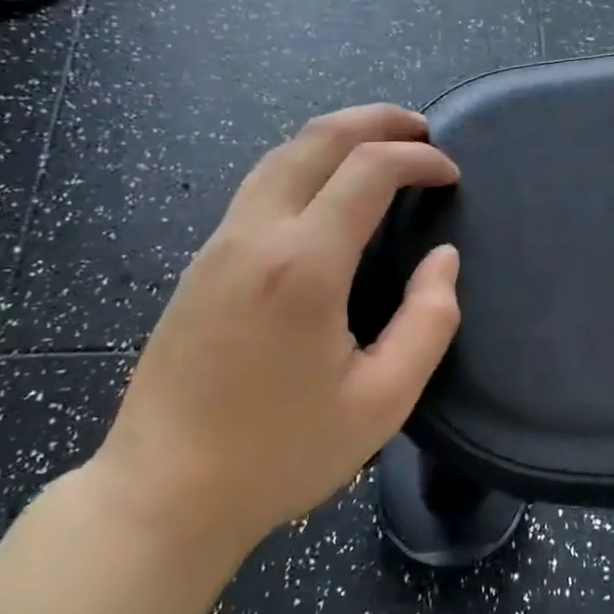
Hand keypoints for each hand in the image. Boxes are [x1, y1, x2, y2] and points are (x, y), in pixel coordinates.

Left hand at [92, 105, 462, 560]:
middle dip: (375, 121)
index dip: (418, 159)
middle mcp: (256, 236)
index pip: (368, 170)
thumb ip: (429, 321)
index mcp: (304, 265)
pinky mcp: (201, 264)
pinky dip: (306, 164)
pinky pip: (259, 187)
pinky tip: (329, 189)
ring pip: (280, 156)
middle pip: (315, 140)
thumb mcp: (383, 401)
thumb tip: (443, 259)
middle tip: (421, 128)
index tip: (451, 174)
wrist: (163, 493)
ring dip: (336, 137)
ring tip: (381, 144)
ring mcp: (219, 246)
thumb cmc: (281, 453)